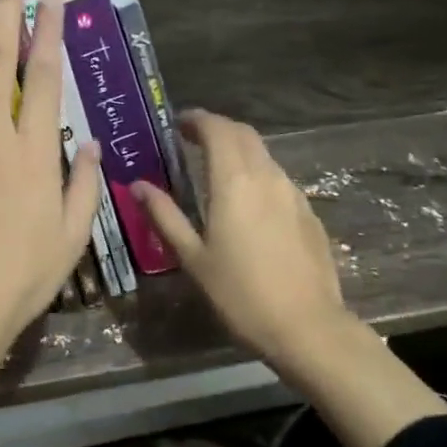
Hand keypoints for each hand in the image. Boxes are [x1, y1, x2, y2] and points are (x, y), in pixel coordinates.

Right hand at [129, 111, 353, 380]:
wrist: (306, 327)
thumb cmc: (240, 294)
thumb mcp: (193, 257)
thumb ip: (165, 216)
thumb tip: (138, 186)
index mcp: (234, 181)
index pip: (218, 129)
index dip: (197, 120)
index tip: (178, 123)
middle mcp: (267, 176)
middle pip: (244, 134)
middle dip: (218, 129)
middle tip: (192, 139)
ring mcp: (293, 193)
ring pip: (264, 155)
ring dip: (239, 150)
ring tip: (216, 169)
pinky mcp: (308, 212)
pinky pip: (278, 178)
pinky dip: (257, 173)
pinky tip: (247, 201)